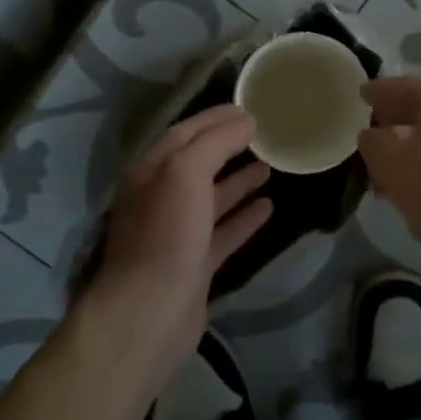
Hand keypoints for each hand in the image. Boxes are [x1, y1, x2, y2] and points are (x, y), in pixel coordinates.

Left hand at [81, 106, 272, 396]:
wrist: (149, 312)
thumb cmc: (165, 233)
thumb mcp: (185, 173)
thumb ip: (215, 142)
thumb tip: (245, 121)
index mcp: (152, 171)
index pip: (186, 132)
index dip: (216, 117)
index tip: (249, 107)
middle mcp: (161, 197)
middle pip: (199, 163)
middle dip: (229, 146)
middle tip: (265, 134)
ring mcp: (179, 232)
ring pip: (213, 197)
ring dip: (239, 180)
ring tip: (271, 165)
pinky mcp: (195, 263)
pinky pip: (224, 232)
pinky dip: (245, 217)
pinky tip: (269, 206)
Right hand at [358, 75, 420, 263]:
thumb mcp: (390, 161)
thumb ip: (371, 142)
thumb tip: (372, 136)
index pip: (393, 85)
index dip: (370, 95)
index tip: (355, 101)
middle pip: (415, 111)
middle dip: (389, 131)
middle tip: (367, 152)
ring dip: (409, 155)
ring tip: (387, 183)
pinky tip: (418, 196)